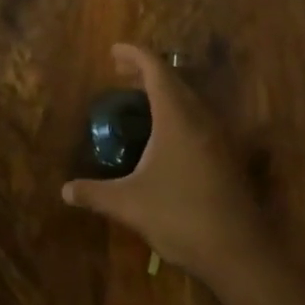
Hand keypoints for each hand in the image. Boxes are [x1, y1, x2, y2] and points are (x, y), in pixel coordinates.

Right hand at [61, 44, 271, 282]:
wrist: (239, 253)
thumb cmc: (180, 216)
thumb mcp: (129, 204)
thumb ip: (95, 193)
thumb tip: (65, 190)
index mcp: (176, 118)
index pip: (156, 70)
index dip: (135, 55)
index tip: (113, 51)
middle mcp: (200, 119)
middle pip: (174, 81)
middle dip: (146, 71)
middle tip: (121, 73)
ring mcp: (218, 138)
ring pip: (190, 100)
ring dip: (164, 92)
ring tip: (139, 99)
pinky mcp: (227, 158)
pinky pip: (198, 119)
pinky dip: (177, 112)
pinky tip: (164, 136)